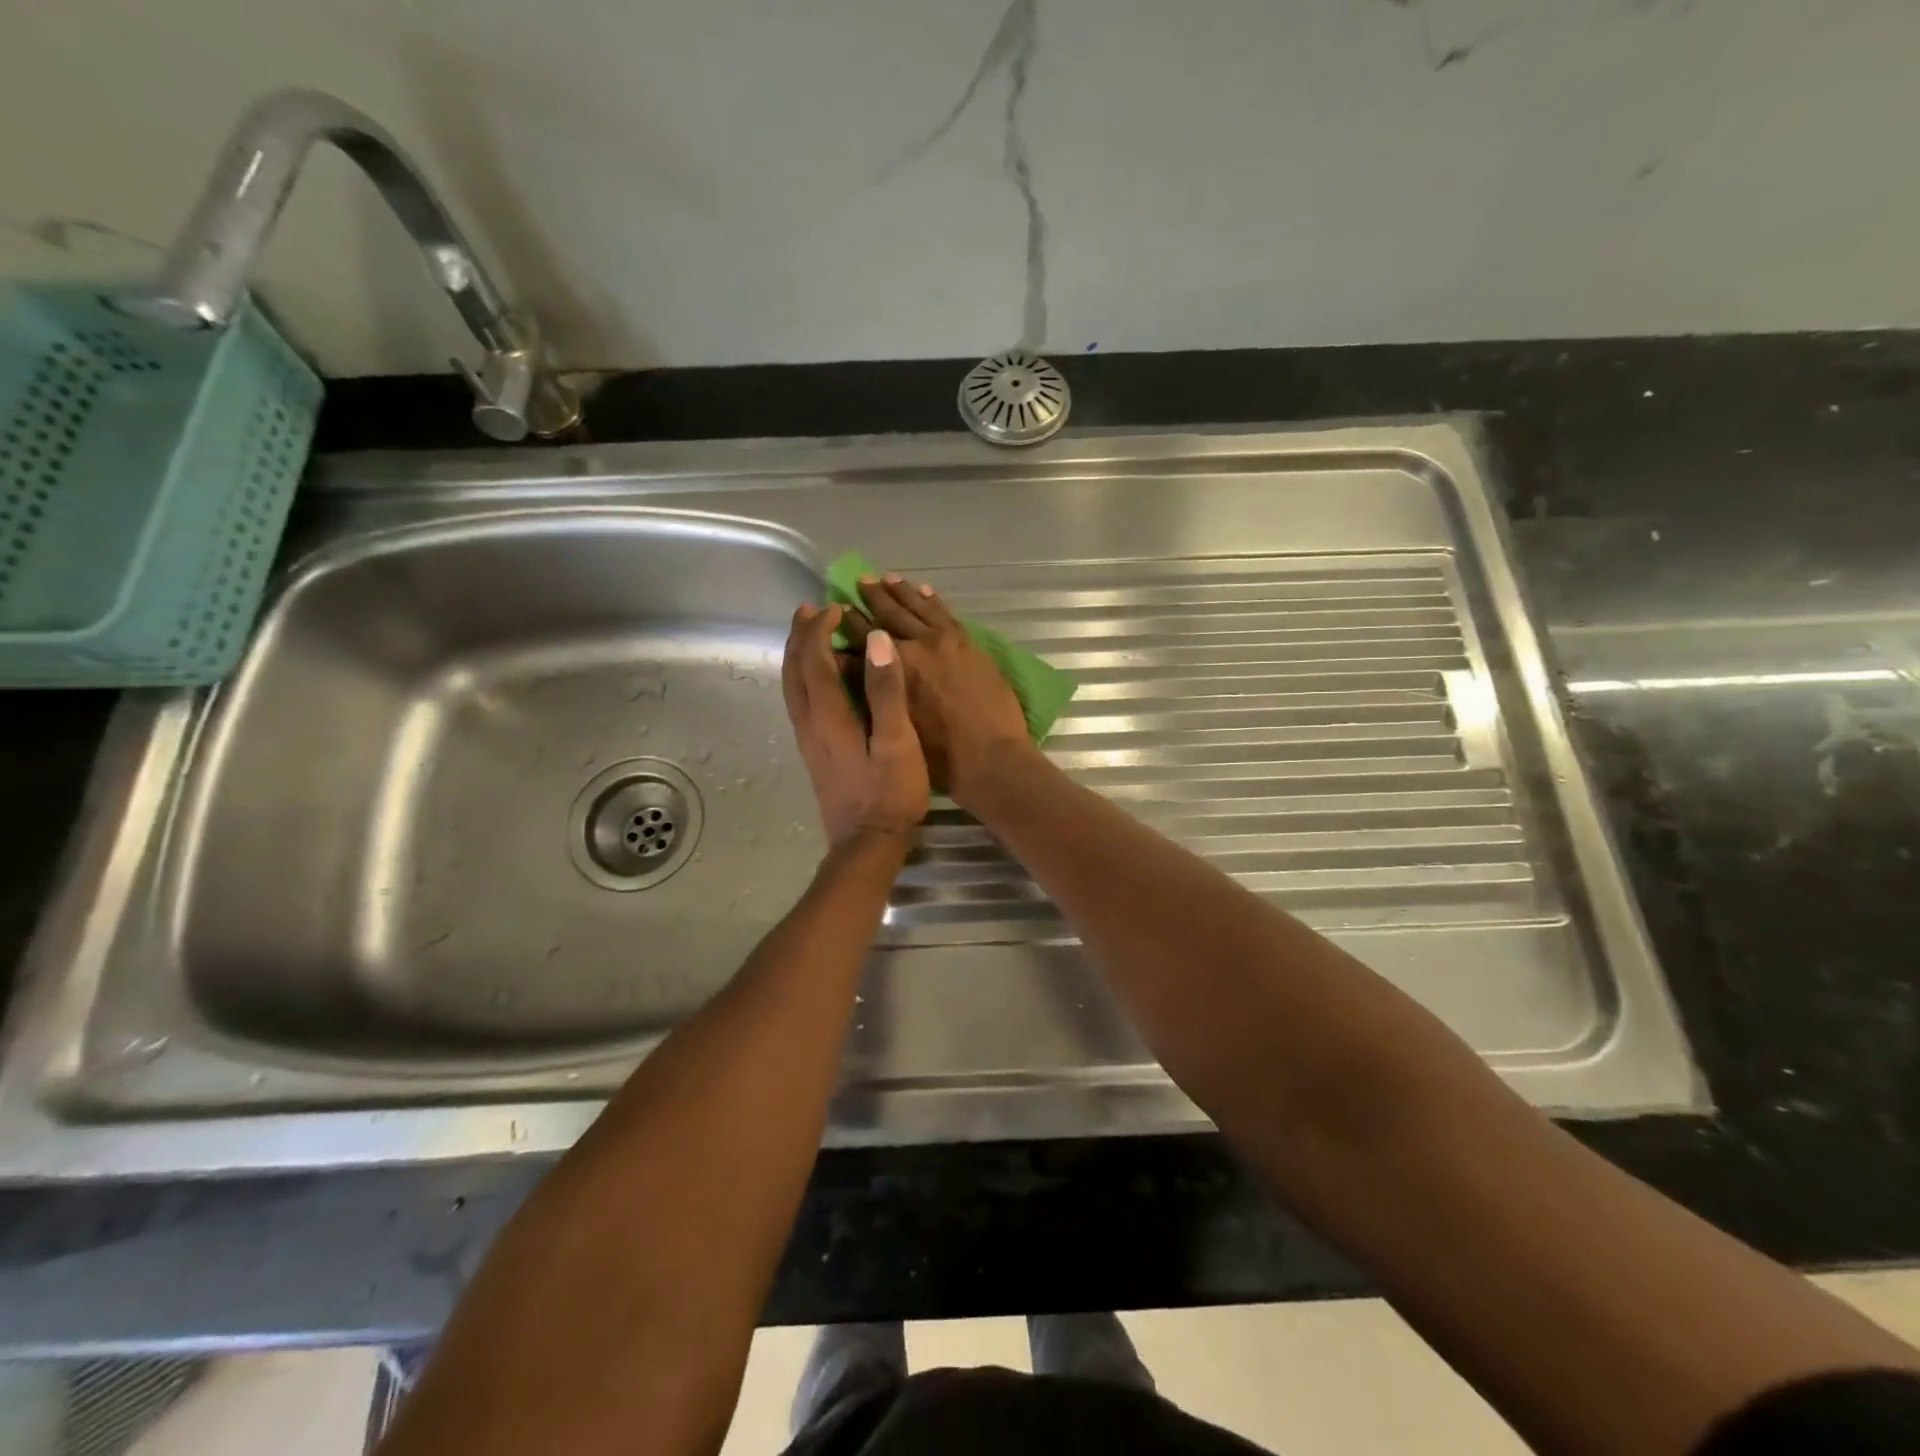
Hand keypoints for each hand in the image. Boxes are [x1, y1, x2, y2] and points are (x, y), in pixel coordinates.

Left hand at [782, 603, 929, 848]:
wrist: (866, 846)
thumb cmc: (889, 795)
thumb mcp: (897, 742)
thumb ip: (886, 691)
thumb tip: (876, 642)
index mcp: (828, 716)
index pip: (814, 660)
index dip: (820, 629)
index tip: (835, 607)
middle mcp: (809, 723)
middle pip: (793, 670)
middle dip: (799, 636)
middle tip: (809, 610)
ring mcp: (808, 740)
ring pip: (792, 687)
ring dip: (796, 656)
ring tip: (807, 635)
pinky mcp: (814, 753)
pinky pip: (799, 702)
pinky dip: (802, 678)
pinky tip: (816, 680)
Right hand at [835, 574, 1034, 806]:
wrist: (993, 758)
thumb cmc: (940, 757)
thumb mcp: (896, 727)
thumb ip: (876, 694)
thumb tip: (857, 673)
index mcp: (894, 669)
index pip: (862, 641)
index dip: (846, 627)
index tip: (833, 613)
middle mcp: (916, 647)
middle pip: (888, 616)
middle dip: (869, 600)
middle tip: (855, 583)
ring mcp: (945, 642)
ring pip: (916, 608)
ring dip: (898, 592)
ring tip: (882, 578)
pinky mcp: (968, 644)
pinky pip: (945, 613)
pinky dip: (930, 599)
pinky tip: (921, 589)